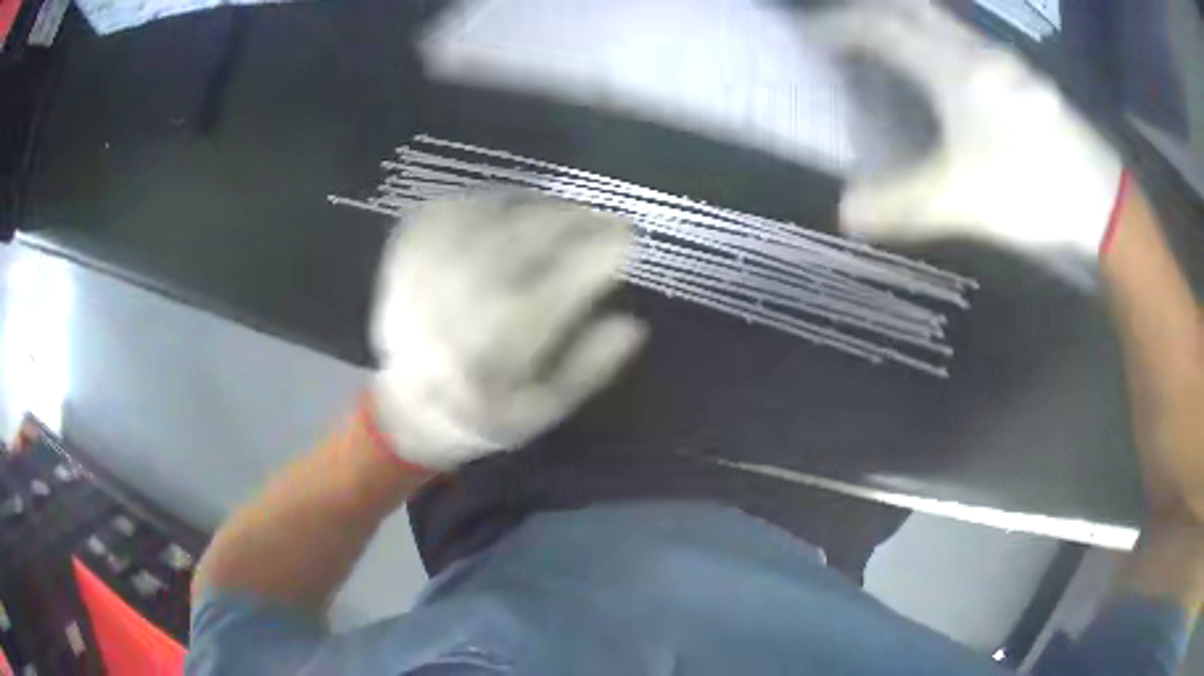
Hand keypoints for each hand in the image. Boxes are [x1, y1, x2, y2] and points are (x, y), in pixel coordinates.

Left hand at [368, 193, 646, 470]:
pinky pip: (463, 205)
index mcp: (498, 344)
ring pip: (498, 213)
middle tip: (606, 220)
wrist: (408, 402)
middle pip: (531, 234)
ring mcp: (431, 263)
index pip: (563, 281)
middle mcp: (462, 295)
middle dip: (580, 220)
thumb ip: (588, 369)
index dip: (604, 253)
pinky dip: (498, 203)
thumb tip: (632, 326)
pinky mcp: (411, 245)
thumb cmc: (484, 410)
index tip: (629, 243)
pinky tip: (517, 215)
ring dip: (544, 208)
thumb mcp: (544, 410)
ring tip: (570, 216)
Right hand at [807, 0, 1125, 256]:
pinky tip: (944, 67)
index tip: (811, 40)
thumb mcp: (962, 200)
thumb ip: (902, 204)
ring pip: (941, 21)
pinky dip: (939, 41)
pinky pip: (966, 42)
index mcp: (948, 65)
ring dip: (906, 21)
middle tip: (848, 33)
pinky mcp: (1021, 78)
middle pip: (909, 8)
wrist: (1102, 197)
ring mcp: (1000, 61)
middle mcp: (971, 50)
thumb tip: (844, 214)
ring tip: (887, 43)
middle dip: (870, 13)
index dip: (838, 28)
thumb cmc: (1032, 186)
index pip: (878, 28)